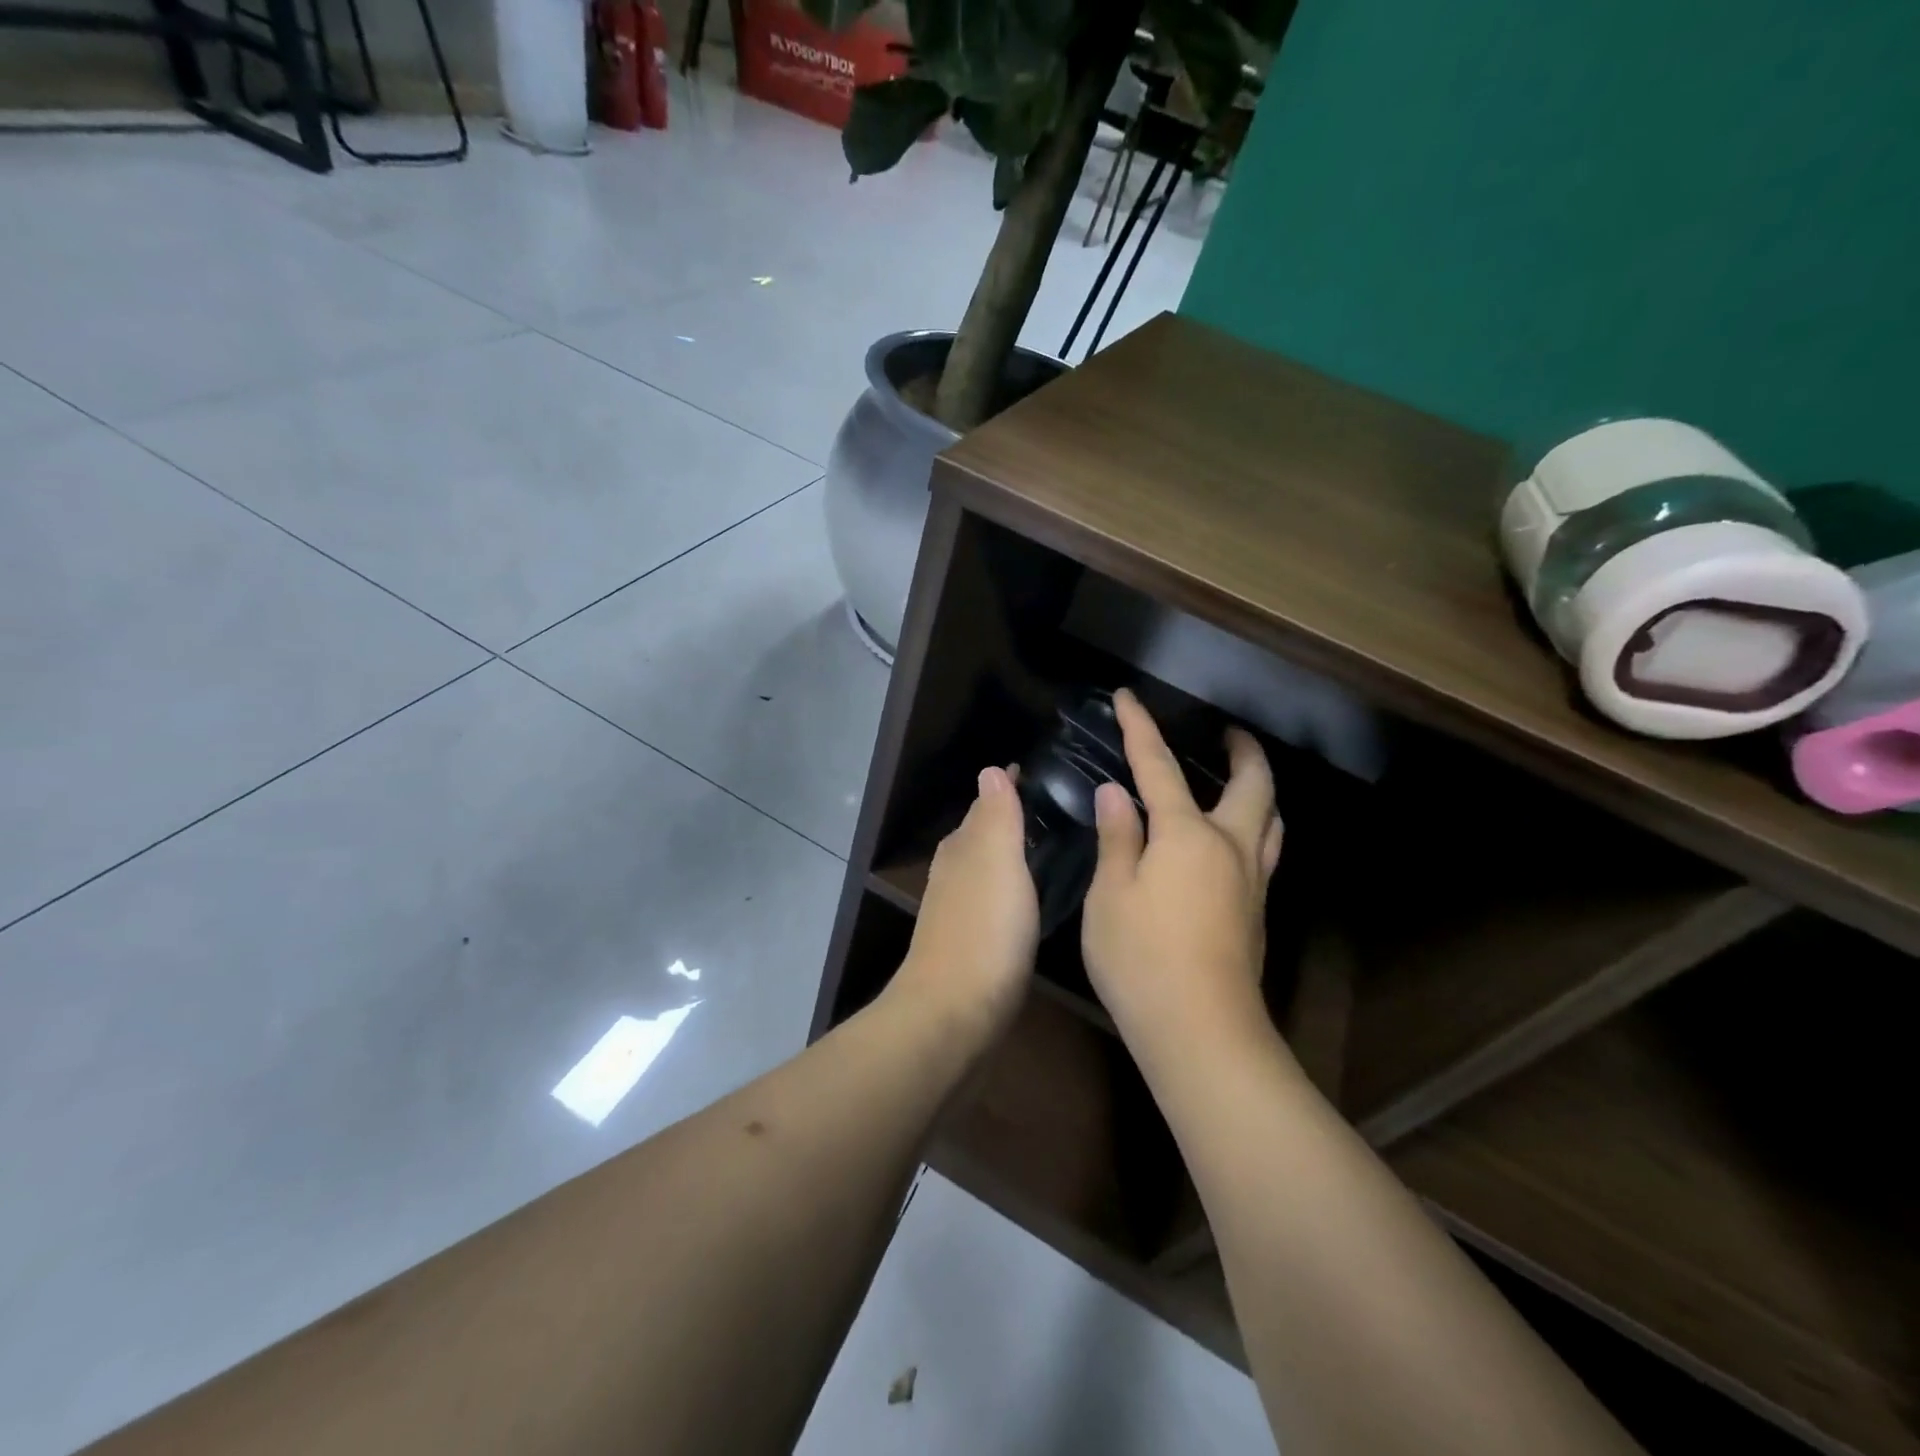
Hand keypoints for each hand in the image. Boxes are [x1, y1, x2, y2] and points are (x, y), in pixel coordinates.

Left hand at [891, 766, 1039, 1041]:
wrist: (953, 1012)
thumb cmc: (983, 930)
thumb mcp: (996, 862)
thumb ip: (996, 817)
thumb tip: (990, 770)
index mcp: (963, 848)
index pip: (985, 804)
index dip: (1008, 787)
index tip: (1036, 772)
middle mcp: (955, 872)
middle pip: (982, 833)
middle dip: (1009, 816)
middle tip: (1053, 806)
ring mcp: (958, 909)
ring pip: (985, 866)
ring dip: (1009, 851)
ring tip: (1047, 845)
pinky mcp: (970, 942)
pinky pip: (992, 898)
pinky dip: (1009, 886)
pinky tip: (1027, 897)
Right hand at [1081, 690, 1283, 1059]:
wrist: (1201, 1031)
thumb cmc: (1142, 959)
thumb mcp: (1111, 895)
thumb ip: (1118, 839)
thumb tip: (1117, 794)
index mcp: (1187, 835)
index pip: (1159, 767)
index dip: (1141, 728)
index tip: (1127, 697)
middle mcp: (1230, 847)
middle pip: (1253, 785)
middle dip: (1243, 751)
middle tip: (1229, 732)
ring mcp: (1251, 881)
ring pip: (1271, 819)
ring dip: (1260, 789)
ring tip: (1240, 779)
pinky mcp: (1257, 912)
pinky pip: (1265, 850)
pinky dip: (1256, 826)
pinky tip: (1234, 842)